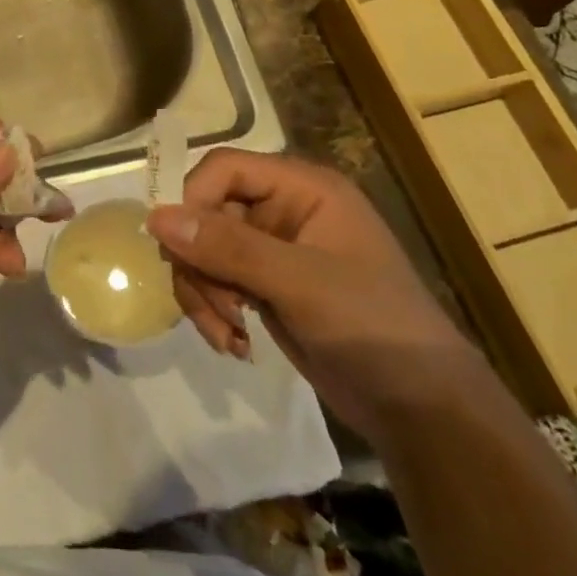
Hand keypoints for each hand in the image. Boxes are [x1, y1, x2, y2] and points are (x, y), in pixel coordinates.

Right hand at [147, 149, 484, 444]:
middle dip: (199, 262)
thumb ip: (228, 246)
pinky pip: (215, 281)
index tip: (178, 248)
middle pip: (206, 211)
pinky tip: (235, 343)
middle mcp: (284, 209)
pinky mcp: (264, 285)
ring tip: (228, 335)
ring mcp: (273, 249)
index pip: (224, 168)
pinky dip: (214, 310)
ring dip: (203, 292)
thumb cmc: (373, 327)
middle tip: (215, 308)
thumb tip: (155, 217)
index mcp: (303, 188)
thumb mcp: (299, 283)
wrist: (421, 407)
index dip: (193, 199)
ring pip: (203, 250)